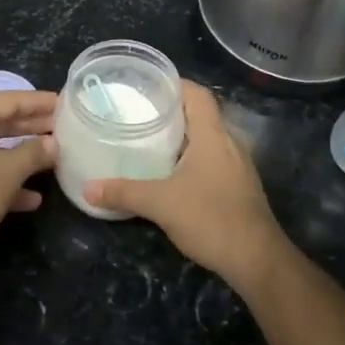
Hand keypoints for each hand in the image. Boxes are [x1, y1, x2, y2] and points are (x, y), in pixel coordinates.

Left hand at [0, 90, 57, 268]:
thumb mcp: (9, 173)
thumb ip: (34, 153)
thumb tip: (53, 144)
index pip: (7, 100)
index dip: (37, 102)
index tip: (62, 103)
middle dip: (31, 127)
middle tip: (60, 127)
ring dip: (20, 154)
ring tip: (50, 157)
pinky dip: (2, 177)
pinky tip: (30, 198)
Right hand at [83, 81, 286, 286]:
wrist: (256, 259)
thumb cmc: (211, 218)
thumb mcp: (160, 203)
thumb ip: (123, 192)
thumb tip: (88, 188)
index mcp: (213, 134)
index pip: (197, 94)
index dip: (173, 85)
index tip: (145, 87)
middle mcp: (229, 142)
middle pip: (200, 114)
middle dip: (171, 111)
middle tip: (138, 114)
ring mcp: (238, 164)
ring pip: (207, 138)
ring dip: (182, 136)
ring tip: (149, 139)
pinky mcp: (239, 185)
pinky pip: (212, 158)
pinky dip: (191, 156)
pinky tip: (171, 172)